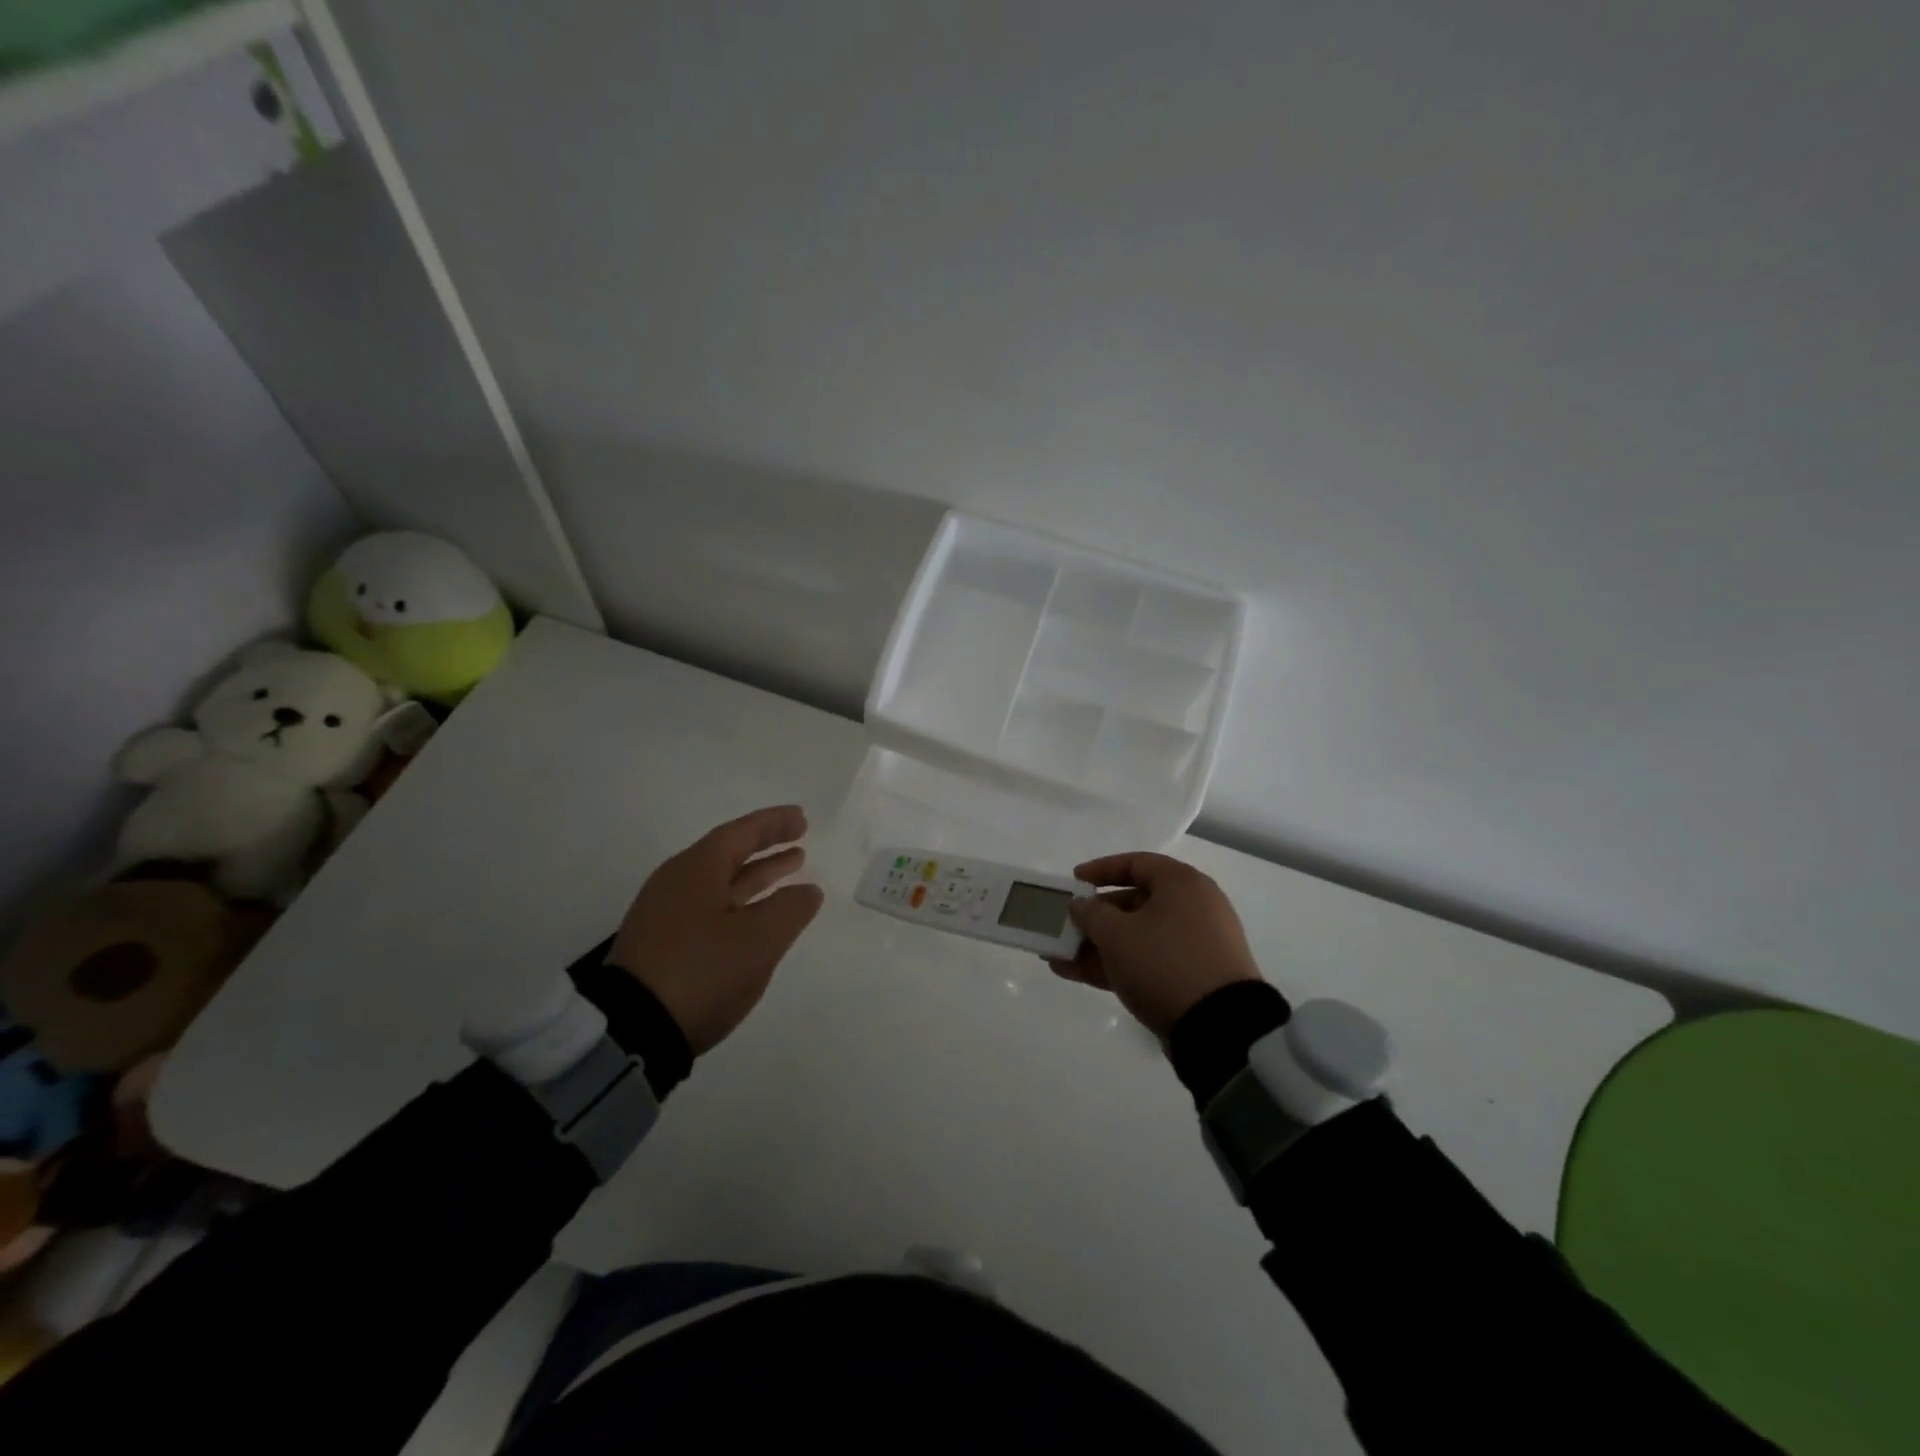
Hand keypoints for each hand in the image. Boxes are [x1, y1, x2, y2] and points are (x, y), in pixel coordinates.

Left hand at [606, 805, 823, 1054]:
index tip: (801, 817)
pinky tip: (758, 917)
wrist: (633, 1032)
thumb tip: (808, 890)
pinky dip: (741, 903)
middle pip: (728, 854)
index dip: (773, 824)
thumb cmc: (702, 972)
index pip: (740, 833)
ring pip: (720, 883)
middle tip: (800, 843)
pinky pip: (710, 908)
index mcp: (697, 870)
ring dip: (756, 876)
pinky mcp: (663, 946)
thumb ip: (790, 909)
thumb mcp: (759, 939)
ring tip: (791, 872)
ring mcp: (666, 916)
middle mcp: (677, 884)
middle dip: (766, 848)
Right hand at [1047, 852, 1262, 1038]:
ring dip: (1098, 945)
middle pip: (1134, 902)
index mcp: (1181, 884)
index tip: (1073, 882)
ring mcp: (1193, 945)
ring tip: (1059, 957)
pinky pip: (1147, 960)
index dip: (1100, 870)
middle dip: (1094, 917)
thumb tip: (1081, 905)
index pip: (1135, 863)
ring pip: (1137, 936)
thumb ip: (1090, 914)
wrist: (1219, 1027)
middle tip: (1064, 927)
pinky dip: (1115, 964)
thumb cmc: (1165, 963)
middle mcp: (1192, 907)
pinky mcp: (1191, 977)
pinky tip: (1076, 973)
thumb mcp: (1117, 935)